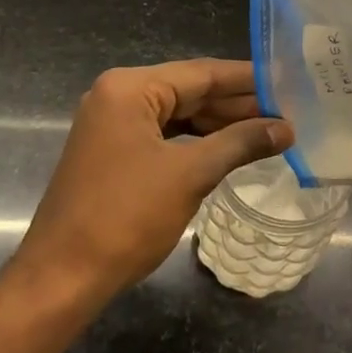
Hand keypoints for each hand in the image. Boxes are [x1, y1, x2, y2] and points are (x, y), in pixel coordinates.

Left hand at [8, 59, 292, 300]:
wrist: (62, 279)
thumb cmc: (126, 218)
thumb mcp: (190, 175)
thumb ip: (241, 143)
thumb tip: (286, 129)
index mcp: (130, 89)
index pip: (202, 73)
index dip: (248, 79)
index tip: (289, 80)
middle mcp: (117, 96)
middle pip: (190, 91)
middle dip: (238, 104)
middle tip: (288, 111)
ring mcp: (112, 126)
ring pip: (179, 115)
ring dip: (221, 125)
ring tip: (269, 131)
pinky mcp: (113, 153)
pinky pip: (165, 136)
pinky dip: (198, 142)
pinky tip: (231, 149)